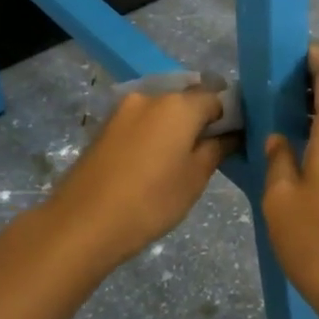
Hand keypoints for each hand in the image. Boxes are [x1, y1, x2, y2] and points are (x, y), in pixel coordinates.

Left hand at [43, 85, 230, 266]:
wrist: (83, 222)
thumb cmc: (151, 201)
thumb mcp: (195, 178)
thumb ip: (217, 148)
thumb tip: (231, 134)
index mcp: (178, 104)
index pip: (217, 96)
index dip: (229, 116)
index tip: (234, 140)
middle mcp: (150, 96)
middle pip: (186, 99)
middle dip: (201, 119)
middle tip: (208, 152)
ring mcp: (123, 110)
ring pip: (161, 111)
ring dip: (175, 127)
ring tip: (179, 161)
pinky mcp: (105, 127)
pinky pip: (141, 122)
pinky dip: (153, 134)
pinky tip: (153, 163)